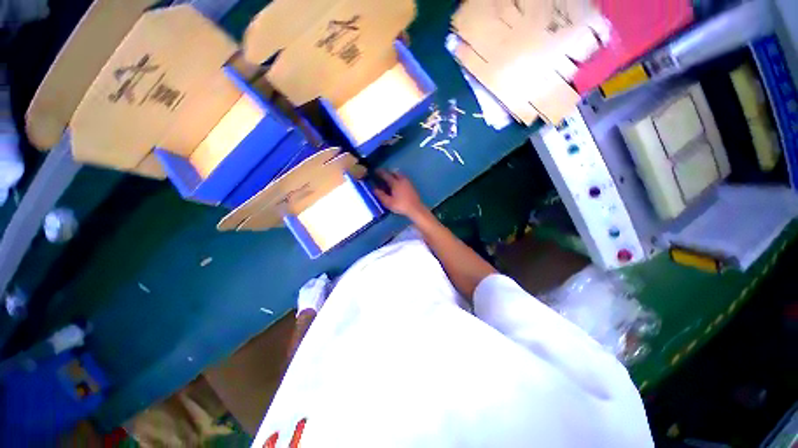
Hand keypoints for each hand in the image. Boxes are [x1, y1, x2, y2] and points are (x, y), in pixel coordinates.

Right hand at [373, 170, 427, 218]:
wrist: (415, 209)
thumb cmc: (401, 205)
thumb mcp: (388, 202)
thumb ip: (380, 195)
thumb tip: (374, 189)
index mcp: (395, 183)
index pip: (386, 175)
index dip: (379, 172)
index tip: (375, 171)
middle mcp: (402, 180)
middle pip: (394, 172)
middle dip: (388, 172)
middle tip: (383, 175)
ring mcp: (408, 182)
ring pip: (400, 175)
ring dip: (394, 175)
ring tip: (390, 179)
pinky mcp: (411, 186)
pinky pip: (403, 178)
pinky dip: (399, 178)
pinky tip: (397, 185)